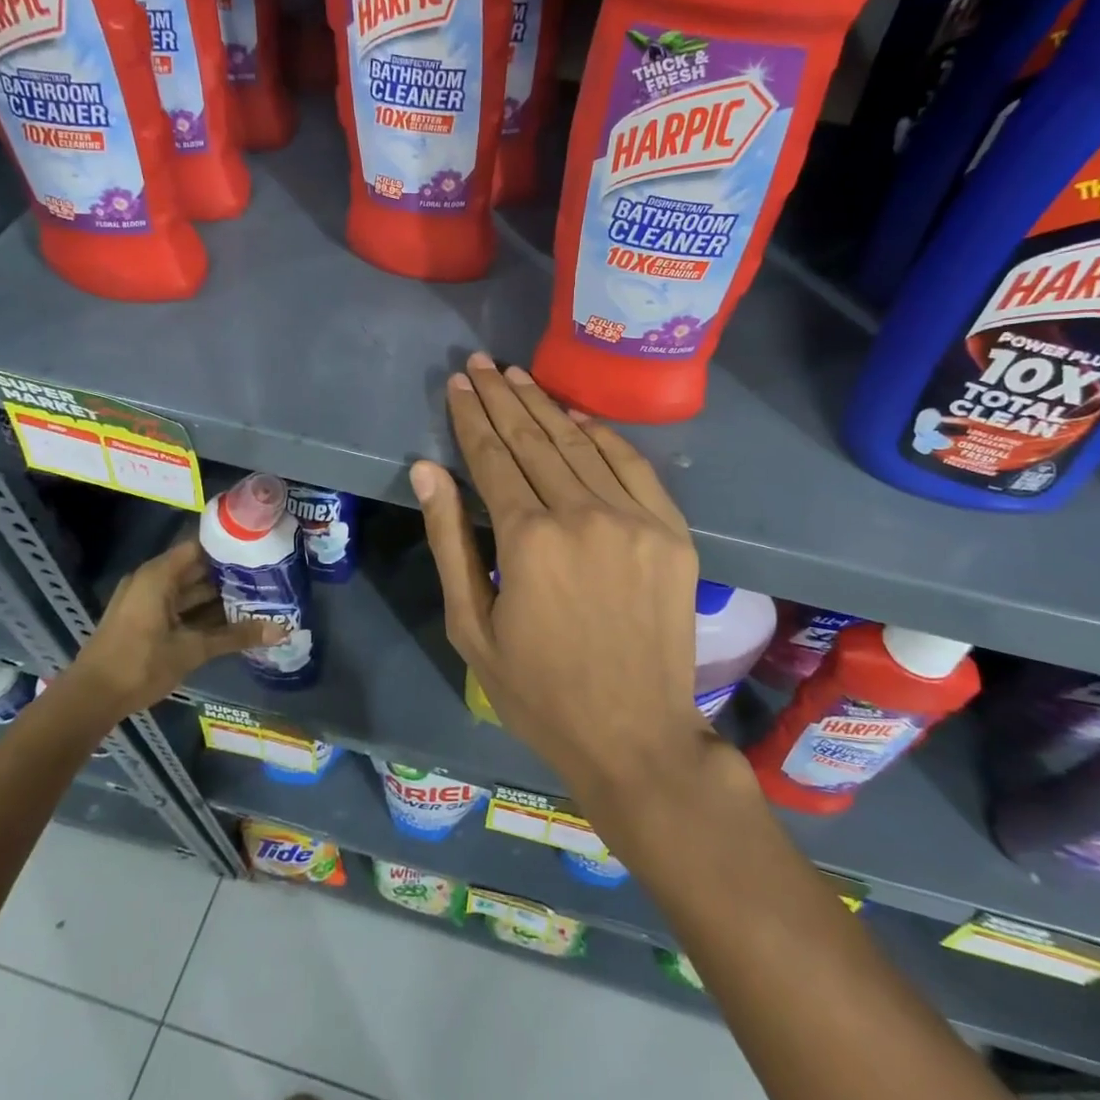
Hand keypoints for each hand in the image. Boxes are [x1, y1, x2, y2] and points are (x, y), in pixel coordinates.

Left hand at [68, 539, 279, 712]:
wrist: (89, 700)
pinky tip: (231, 620)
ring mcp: (146, 601)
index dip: (230, 545)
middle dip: (230, 574)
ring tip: (257, 597)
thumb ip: (236, 636)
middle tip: (268, 576)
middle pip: (197, 568)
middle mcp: (152, 581)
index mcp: (159, 575)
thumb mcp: (193, 649)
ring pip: (189, 591)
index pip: (200, 546)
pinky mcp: (144, 620)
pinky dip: (202, 612)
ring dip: (218, 596)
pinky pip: (180, 607)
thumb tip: (282, 630)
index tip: (260, 547)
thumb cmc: (140, 664)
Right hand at [411, 353, 709, 809]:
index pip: (492, 457)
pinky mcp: (672, 531)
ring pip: (580, 444)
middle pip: (534, 439)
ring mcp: (635, 519)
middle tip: (480, 363)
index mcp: (528, 540)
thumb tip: (428, 470)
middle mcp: (583, 514)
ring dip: (546, 405)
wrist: (635, 735)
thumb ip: (450, 541)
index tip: (458, 383)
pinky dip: (603, 435)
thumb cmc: (539, 692)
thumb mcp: (472, 627)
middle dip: (502, 397)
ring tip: (517, 376)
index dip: (471, 417)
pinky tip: (578, 415)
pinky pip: (633, 466)